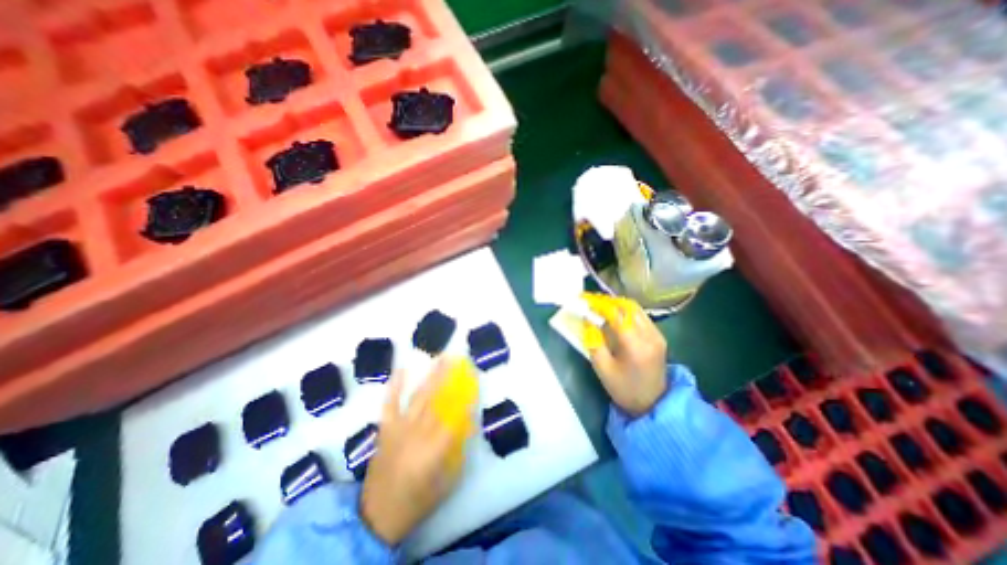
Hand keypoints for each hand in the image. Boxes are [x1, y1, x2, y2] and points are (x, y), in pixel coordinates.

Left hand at [361, 360, 474, 544]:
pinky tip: (402, 368)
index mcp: (435, 449)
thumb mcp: (447, 482)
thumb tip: (469, 424)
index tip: (474, 382)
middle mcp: (418, 433)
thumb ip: (459, 451)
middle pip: (438, 400)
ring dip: (431, 376)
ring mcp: (400, 428)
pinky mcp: (386, 428)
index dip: (466, 398)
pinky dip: (395, 385)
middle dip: (450, 377)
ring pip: (419, 397)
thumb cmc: (417, 499)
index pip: (455, 417)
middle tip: (459, 359)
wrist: (376, 515)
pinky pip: (390, 403)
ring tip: (441, 358)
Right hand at [584, 294, 665, 415]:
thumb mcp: (602, 369)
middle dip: (608, 301)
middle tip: (592, 303)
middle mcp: (650, 336)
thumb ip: (594, 342)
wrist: (652, 404)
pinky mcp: (659, 337)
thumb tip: (588, 320)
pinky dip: (626, 312)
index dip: (600, 305)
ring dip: (618, 305)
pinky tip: (615, 317)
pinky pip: (641, 316)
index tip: (586, 301)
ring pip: (636, 309)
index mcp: (635, 346)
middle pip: (628, 307)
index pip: (617, 314)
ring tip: (601, 307)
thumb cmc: (624, 389)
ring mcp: (657, 335)